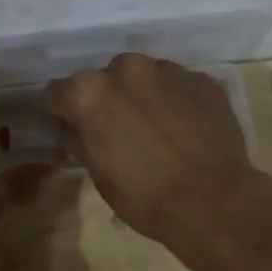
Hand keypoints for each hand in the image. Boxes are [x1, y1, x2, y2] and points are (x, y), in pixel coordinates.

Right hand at [44, 54, 258, 245]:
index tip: (69, 126)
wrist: (214, 201)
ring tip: (154, 126)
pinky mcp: (201, 79)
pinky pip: (177, 84)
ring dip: (141, 94)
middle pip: (104, 78)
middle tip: (116, 128)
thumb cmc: (145, 196)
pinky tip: (184, 127)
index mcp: (90, 92)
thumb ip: (83, 142)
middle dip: (106, 98)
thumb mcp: (99, 175)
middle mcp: (126, 69)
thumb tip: (77, 132)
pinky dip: (174, 99)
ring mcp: (167, 70)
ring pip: (142, 76)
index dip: (61, 111)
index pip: (58, 92)